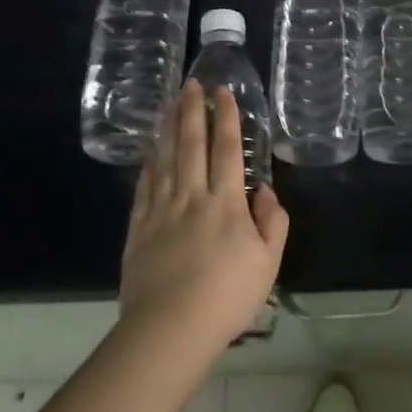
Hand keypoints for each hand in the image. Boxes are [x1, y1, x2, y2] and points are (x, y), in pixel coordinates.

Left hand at [119, 80, 289, 351]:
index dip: (226, 118)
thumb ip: (272, 221)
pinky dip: (149, 164)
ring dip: (169, 129)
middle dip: (192, 111)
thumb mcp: (269, 261)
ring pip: (165, 159)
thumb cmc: (228, 296)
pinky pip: (144, 187)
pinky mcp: (139, 228)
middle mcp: (192, 197)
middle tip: (191, 84)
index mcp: (226, 203)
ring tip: (170, 104)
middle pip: (191, 145)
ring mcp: (161, 210)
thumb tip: (263, 189)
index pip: (226, 150)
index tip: (223, 92)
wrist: (171, 327)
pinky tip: (151, 151)